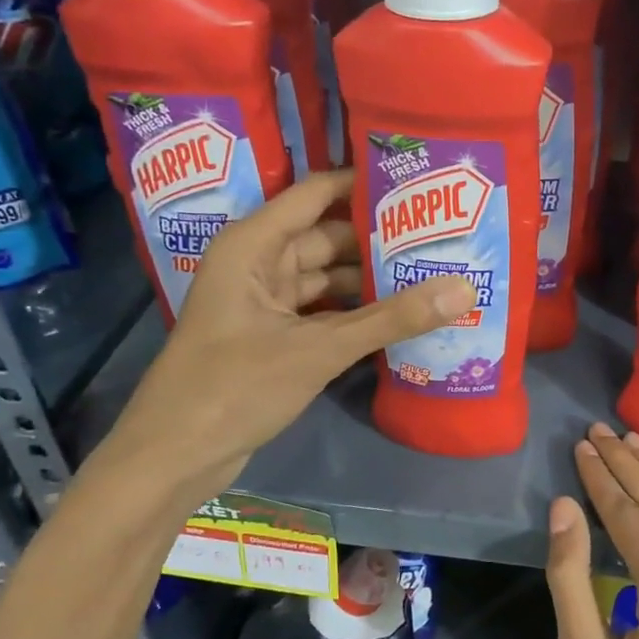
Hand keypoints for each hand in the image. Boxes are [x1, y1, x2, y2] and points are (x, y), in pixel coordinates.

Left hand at [105, 170, 474, 496]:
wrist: (174, 456)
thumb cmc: (234, 387)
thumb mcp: (318, 349)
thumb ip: (391, 319)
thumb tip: (464, 289)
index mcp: (253, 245)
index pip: (316, 193)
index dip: (363, 184)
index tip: (418, 182)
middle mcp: (258, 264)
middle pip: (328, 236)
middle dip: (379, 237)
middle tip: (441, 233)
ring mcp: (266, 303)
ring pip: (328, 278)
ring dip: (372, 279)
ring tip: (432, 270)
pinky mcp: (274, 337)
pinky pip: (324, 311)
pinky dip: (357, 313)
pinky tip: (401, 316)